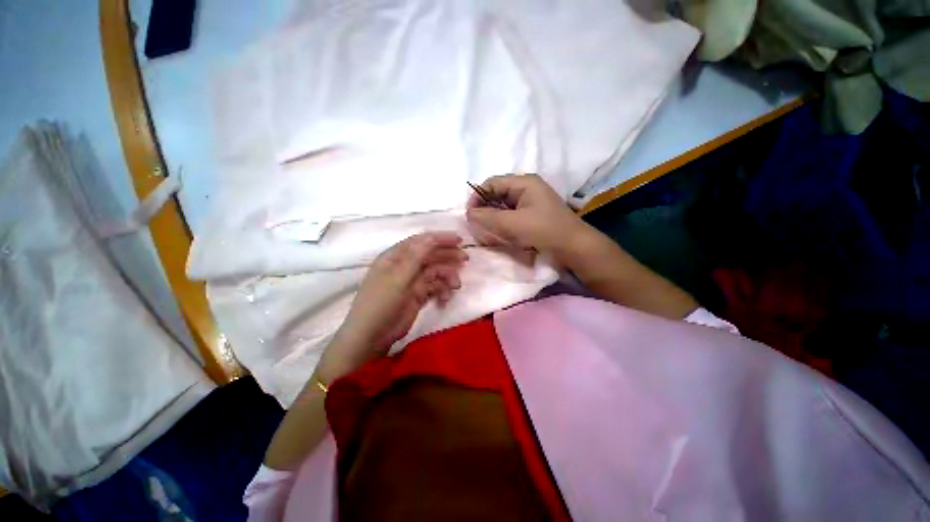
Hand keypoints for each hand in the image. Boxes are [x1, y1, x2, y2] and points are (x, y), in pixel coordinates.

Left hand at [316, 232, 467, 380]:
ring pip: (435, 272)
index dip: (440, 238)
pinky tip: (446, 299)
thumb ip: (415, 257)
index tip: (459, 240)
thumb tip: (431, 238)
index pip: (421, 241)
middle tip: (465, 259)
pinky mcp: (417, 296)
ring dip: (447, 276)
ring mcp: (411, 282)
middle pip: (430, 255)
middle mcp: (404, 266)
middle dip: (448, 256)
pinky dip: (442, 291)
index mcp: (396, 257)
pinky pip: (434, 288)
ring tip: (456, 285)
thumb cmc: (381, 303)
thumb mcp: (398, 278)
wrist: (372, 337)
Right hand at [465, 174, 587, 262]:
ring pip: (503, 206)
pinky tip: (498, 234)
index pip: (492, 183)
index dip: (477, 196)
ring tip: (486, 232)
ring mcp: (530, 202)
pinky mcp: (532, 215)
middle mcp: (526, 189)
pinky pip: (511, 216)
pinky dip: (502, 224)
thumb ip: (489, 218)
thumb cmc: (545, 231)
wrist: (574, 248)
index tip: (469, 215)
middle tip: (476, 226)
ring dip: (492, 218)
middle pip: (497, 194)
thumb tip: (468, 213)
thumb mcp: (514, 224)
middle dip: (484, 209)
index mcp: (524, 183)